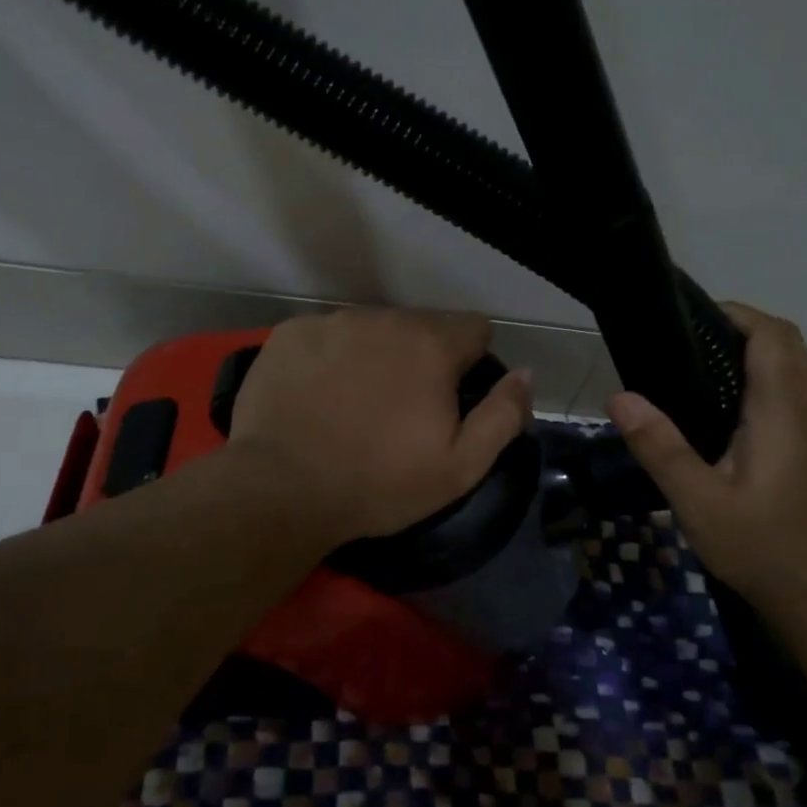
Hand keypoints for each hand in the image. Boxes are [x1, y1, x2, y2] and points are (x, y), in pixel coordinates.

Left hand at [225, 308, 532, 546]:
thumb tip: (525, 376)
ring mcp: (332, 321)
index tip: (452, 397)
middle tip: (401, 409)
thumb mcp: (460, 467)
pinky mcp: (289, 333)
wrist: (281, 488)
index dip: (471, 362)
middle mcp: (384, 318)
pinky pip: (326, 335)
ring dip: (375, 355)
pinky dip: (330, 357)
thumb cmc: (378, 483)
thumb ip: (503, 415)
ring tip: (355, 403)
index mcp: (431, 344)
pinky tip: (316, 396)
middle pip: (421, 327)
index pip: (474, 328)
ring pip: (372, 330)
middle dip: (421, 358)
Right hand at [608, 303, 806, 610]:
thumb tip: (620, 397)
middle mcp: (806, 410)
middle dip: (736, 330)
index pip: (771, 334)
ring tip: (688, 374)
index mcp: (782, 410)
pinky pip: (785, 397)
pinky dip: (753, 386)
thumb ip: (659, 446)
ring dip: (746, 358)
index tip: (687, 317)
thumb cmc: (765, 547)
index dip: (734, 314)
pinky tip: (714, 417)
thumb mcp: (699, 500)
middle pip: (782, 345)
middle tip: (680, 345)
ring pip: (787, 371)